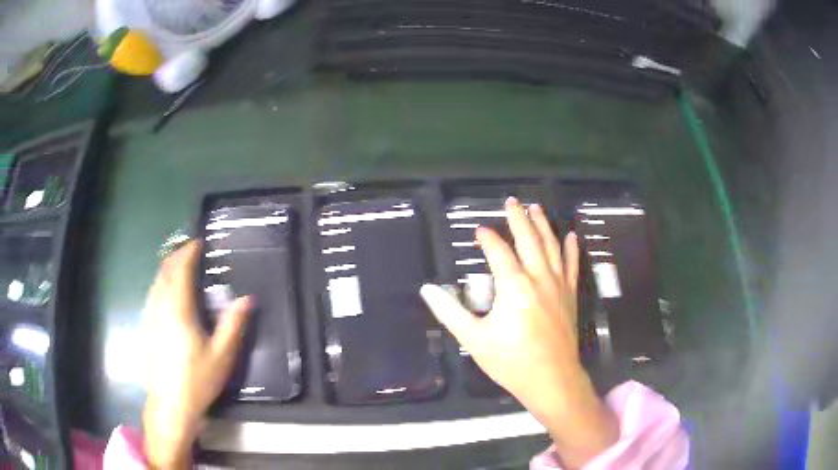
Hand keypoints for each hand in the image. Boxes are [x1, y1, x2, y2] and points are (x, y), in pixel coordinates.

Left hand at [141, 241, 251, 468]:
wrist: (170, 405)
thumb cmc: (197, 380)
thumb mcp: (222, 355)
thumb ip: (233, 324)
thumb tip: (247, 298)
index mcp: (178, 309)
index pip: (181, 270)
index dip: (189, 252)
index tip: (199, 242)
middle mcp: (160, 306)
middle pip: (165, 271)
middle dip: (177, 255)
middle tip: (192, 250)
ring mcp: (150, 316)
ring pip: (156, 281)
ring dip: (168, 268)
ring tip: (181, 266)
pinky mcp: (146, 327)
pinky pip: (152, 293)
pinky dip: (161, 282)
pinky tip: (168, 292)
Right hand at [421, 197, 617, 468]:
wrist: (551, 378)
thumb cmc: (510, 361)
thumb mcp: (474, 338)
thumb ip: (450, 312)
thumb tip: (428, 289)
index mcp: (513, 286)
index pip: (498, 251)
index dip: (487, 239)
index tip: (479, 232)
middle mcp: (538, 277)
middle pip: (528, 239)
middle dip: (518, 218)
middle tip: (512, 201)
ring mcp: (558, 284)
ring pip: (551, 246)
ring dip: (543, 225)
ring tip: (536, 208)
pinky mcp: (569, 295)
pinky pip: (572, 265)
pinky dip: (572, 249)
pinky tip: (572, 236)